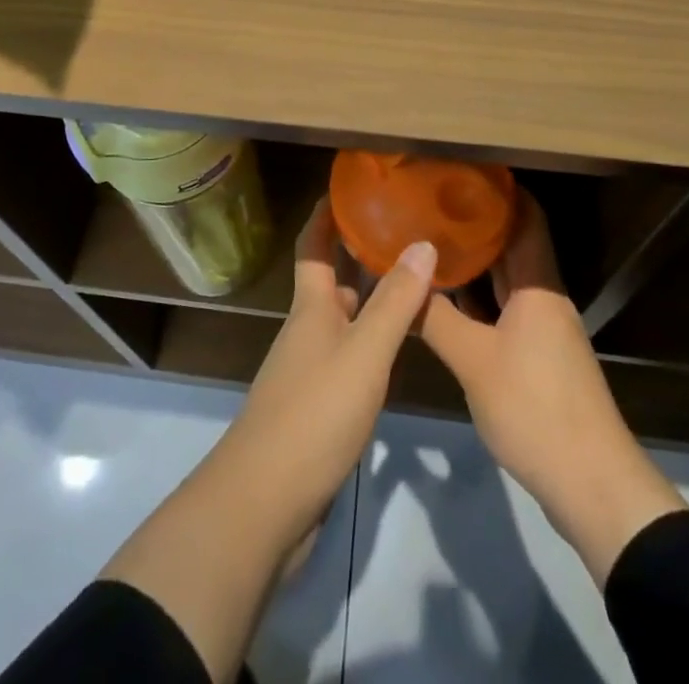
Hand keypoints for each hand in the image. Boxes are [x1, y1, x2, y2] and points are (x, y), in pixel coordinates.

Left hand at [217, 200, 437, 547]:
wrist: (265, 502)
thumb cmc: (314, 414)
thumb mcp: (364, 353)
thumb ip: (394, 302)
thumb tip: (423, 243)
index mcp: (312, 308)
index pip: (314, 246)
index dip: (325, 215)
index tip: (347, 186)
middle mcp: (307, 330)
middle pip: (332, 281)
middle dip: (360, 255)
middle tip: (404, 232)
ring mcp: (309, 370)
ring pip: (344, 320)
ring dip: (371, 299)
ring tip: (414, 284)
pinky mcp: (317, 407)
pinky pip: (349, 357)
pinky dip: (372, 342)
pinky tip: (398, 350)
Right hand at [420, 194, 687, 584]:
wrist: (592, 486)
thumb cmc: (535, 408)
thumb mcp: (474, 361)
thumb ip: (434, 317)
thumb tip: (398, 280)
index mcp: (538, 285)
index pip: (526, 217)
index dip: (500, 189)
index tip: (461, 170)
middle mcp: (544, 298)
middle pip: (514, 245)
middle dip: (477, 223)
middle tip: (431, 204)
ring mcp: (543, 330)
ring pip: (507, 281)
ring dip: (475, 263)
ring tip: (430, 243)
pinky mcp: (538, 359)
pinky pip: (504, 311)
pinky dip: (478, 300)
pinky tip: (446, 301)